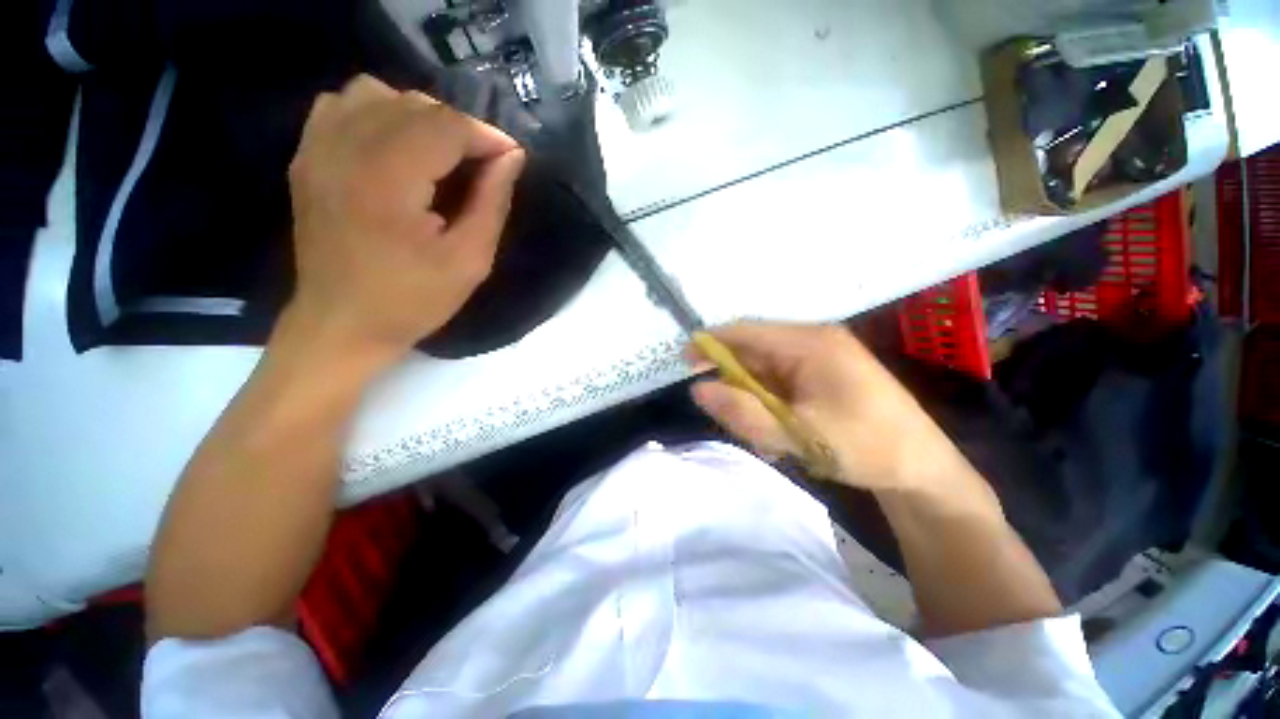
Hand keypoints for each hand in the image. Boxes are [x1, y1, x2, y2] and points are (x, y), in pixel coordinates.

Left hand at [285, 74, 525, 360]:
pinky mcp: (305, 156)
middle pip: (414, 104)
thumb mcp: (470, 260)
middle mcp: (345, 148)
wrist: (342, 323)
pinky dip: (377, 112)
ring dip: (420, 116)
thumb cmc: (413, 300)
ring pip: (377, 93)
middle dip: (460, 128)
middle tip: (482, 165)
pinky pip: (342, 104)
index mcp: (388, 178)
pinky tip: (395, 145)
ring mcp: (317, 148)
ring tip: (441, 153)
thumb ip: (493, 203)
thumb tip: (511, 157)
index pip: (445, 125)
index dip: (486, 136)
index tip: (511, 159)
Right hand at [689, 323, 997, 507]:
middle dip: (734, 383)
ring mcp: (817, 360)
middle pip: (753, 353)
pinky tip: (778, 437)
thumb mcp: (799, 434)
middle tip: (725, 415)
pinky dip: (769, 408)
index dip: (712, 343)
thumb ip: (745, 413)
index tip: (685, 363)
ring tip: (763, 439)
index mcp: (810, 343)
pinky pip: (779, 386)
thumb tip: (698, 389)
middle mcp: (811, 343)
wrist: (922, 469)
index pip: (746, 331)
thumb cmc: (867, 446)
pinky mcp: (820, 378)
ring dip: (753, 402)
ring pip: (763, 373)